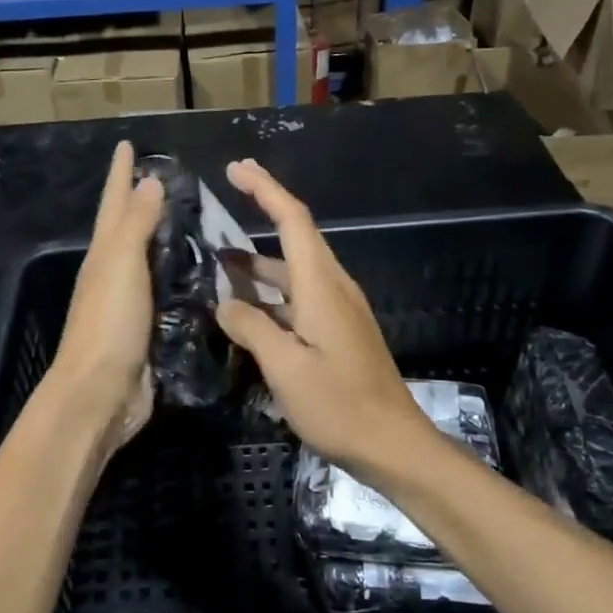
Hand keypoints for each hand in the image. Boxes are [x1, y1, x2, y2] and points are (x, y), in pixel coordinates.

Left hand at [47, 142, 165, 462]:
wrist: (101, 394)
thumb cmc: (108, 323)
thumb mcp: (121, 264)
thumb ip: (136, 224)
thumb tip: (148, 181)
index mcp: (104, 254)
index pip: (114, 203)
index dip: (120, 173)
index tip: (128, 144)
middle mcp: (114, 274)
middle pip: (129, 228)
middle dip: (143, 201)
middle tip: (173, 177)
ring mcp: (131, 303)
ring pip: (151, 260)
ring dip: (167, 239)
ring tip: (196, 220)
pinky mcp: (150, 330)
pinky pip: (168, 293)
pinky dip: (182, 278)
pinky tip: (204, 275)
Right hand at [215, 159, 432, 475]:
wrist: (393, 444)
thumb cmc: (339, 404)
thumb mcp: (285, 367)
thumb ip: (251, 328)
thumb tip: (225, 303)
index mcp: (321, 286)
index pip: (293, 220)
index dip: (265, 189)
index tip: (237, 169)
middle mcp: (333, 287)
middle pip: (296, 237)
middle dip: (262, 211)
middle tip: (222, 202)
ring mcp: (339, 310)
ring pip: (295, 270)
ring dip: (260, 260)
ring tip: (219, 261)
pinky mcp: (339, 331)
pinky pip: (299, 296)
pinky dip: (271, 291)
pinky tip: (247, 308)